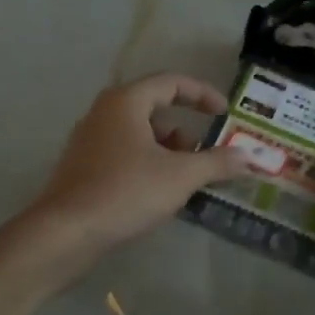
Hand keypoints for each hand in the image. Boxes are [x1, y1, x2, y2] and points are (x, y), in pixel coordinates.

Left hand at [28, 73, 249, 265]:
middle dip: (185, 129)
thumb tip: (248, 156)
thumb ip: (217, 162)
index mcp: (125, 101)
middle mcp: (104, 112)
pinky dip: (148, 162)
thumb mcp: (180, 176)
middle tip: (205, 154)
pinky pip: (124, 152)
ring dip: (167, 149)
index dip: (202, 94)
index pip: (171, 82)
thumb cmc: (126, 192)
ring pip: (138, 133)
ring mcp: (89, 139)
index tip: (224, 113)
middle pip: (154, 108)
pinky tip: (159, 192)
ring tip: (185, 178)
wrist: (66, 231)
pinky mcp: (83, 166)